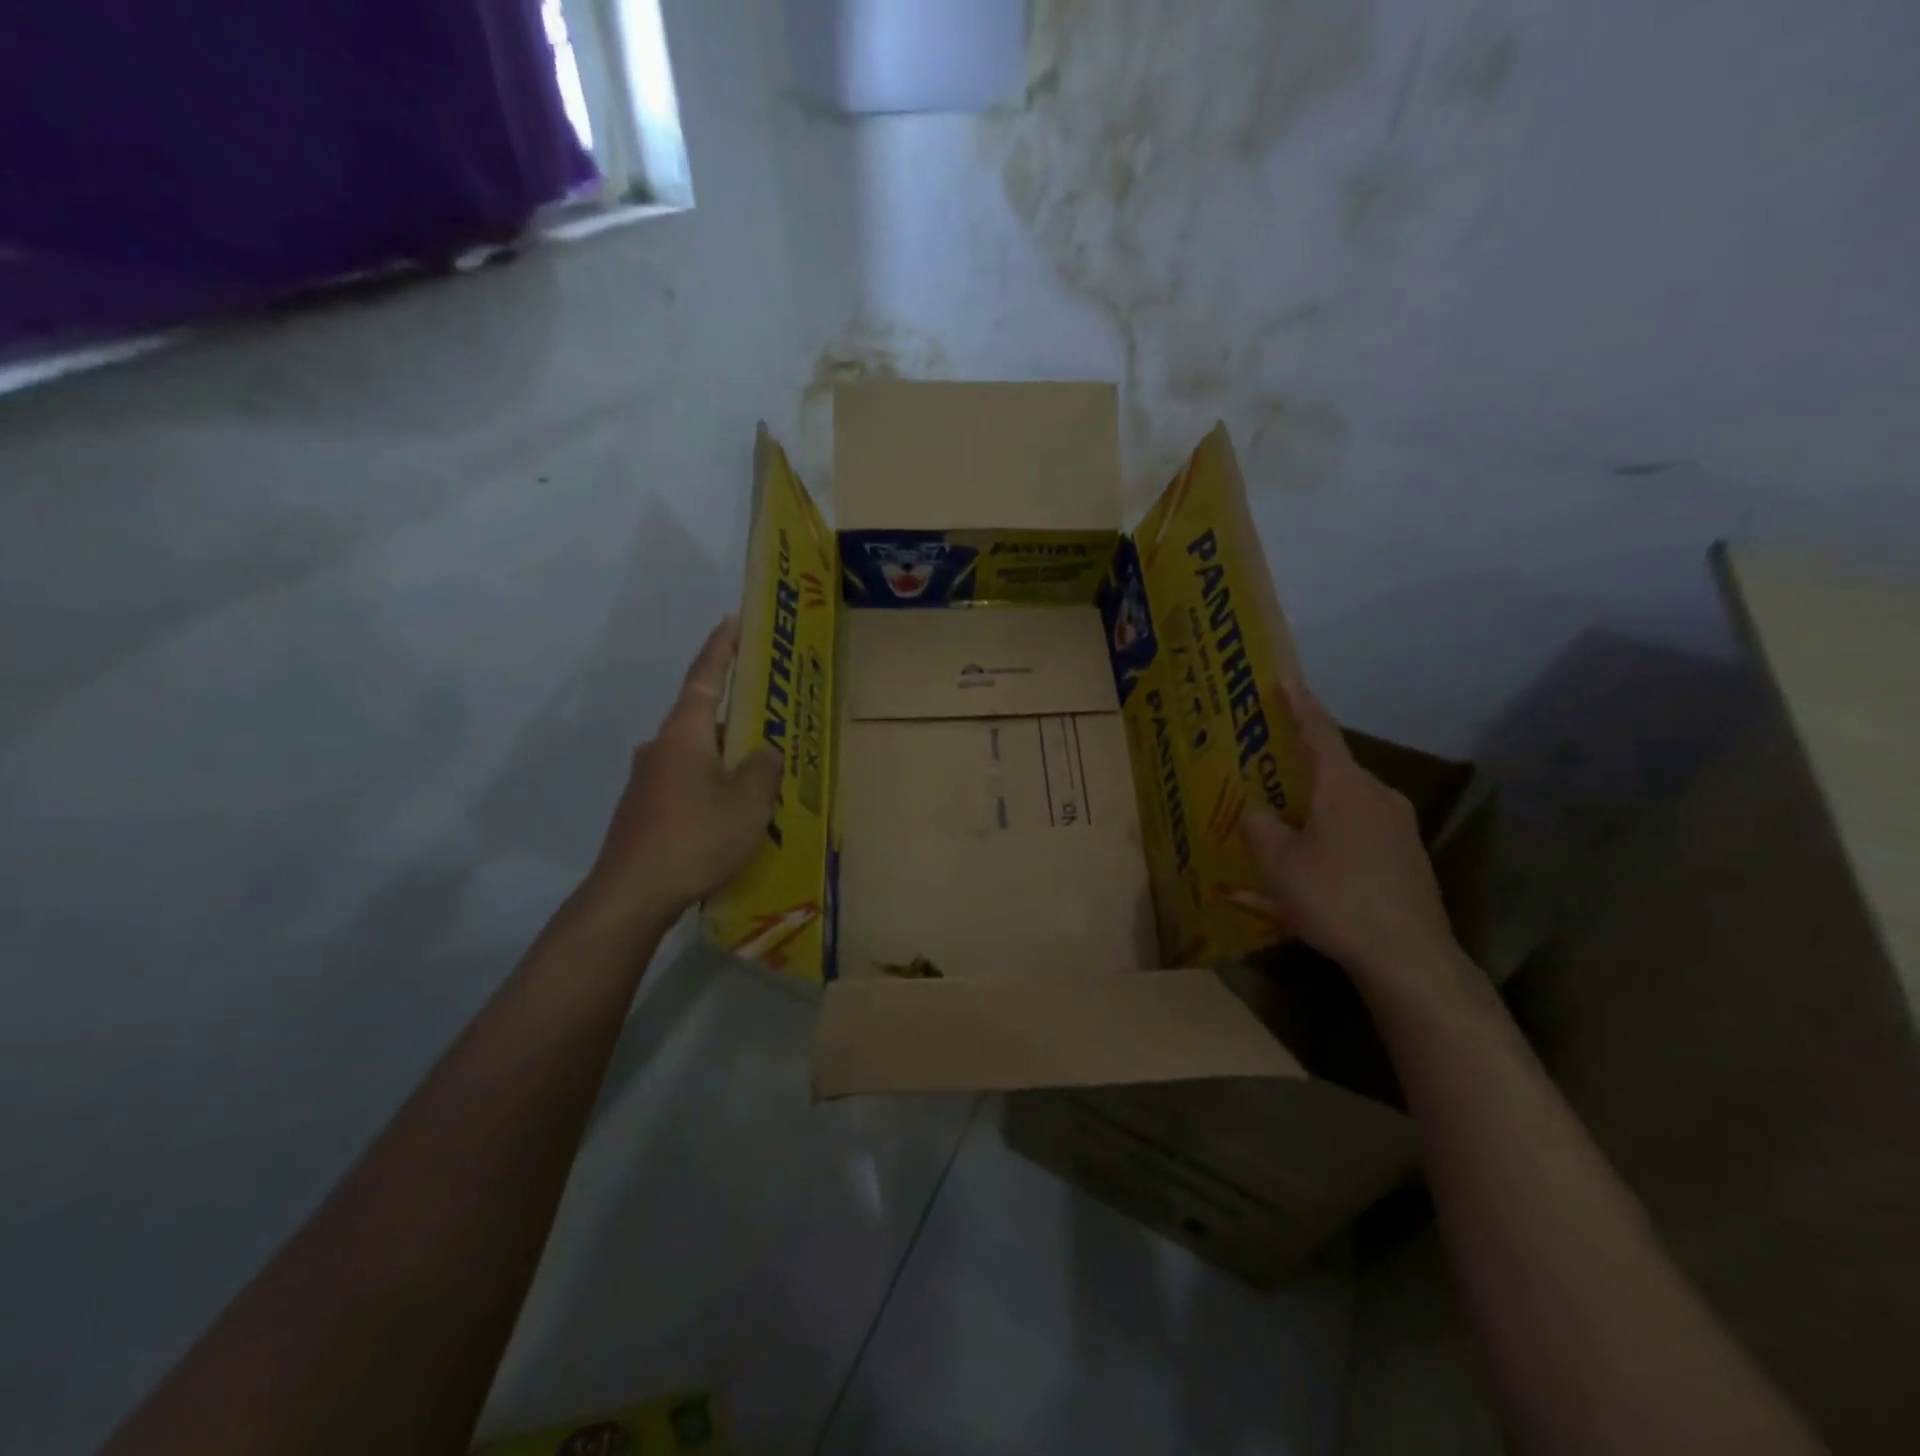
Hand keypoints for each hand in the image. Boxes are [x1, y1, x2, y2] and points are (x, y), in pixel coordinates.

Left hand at [583, 618, 781, 920]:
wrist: (632, 894)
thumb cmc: (696, 837)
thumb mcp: (749, 802)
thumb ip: (763, 768)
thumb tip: (762, 751)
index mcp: (684, 733)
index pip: (706, 677)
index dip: (722, 647)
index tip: (733, 619)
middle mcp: (660, 747)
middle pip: (703, 718)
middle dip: (737, 716)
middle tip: (771, 718)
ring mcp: (647, 780)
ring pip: (696, 755)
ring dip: (726, 757)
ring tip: (761, 775)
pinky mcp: (644, 809)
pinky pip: (687, 782)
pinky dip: (712, 784)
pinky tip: (732, 813)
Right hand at [1240, 681, 1461, 996]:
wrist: (1408, 957)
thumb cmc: (1334, 898)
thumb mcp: (1277, 862)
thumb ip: (1259, 826)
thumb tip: (1258, 812)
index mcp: (1344, 787)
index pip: (1319, 732)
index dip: (1299, 705)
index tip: (1285, 680)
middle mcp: (1377, 797)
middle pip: (1332, 770)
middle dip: (1299, 768)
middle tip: (1267, 769)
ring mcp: (1398, 828)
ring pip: (1345, 805)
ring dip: (1313, 809)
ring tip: (1283, 827)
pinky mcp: (1407, 859)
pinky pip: (1359, 834)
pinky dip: (1331, 839)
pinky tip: (1311, 871)